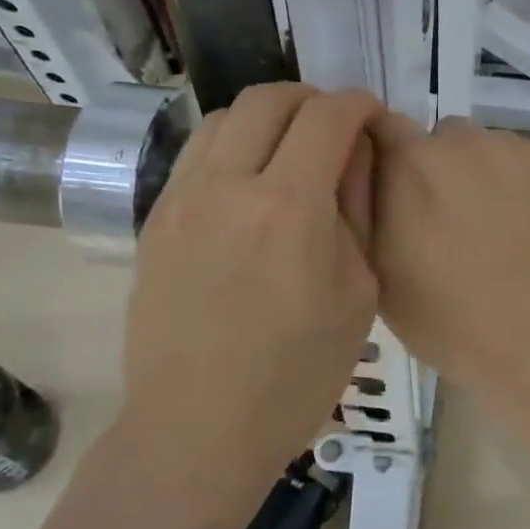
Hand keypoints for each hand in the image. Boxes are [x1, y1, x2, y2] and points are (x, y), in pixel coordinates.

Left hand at [119, 84, 380, 488]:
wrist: (198, 429)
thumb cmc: (297, 372)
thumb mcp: (358, 290)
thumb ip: (357, 207)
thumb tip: (357, 152)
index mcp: (289, 207)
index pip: (328, 116)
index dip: (359, 104)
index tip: (373, 118)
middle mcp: (228, 186)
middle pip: (270, 99)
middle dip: (313, 99)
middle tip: (336, 129)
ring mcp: (182, 199)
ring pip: (225, 117)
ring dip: (268, 118)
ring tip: (291, 151)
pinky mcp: (156, 220)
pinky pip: (197, 154)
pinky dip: (233, 145)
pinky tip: (251, 183)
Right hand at [369, 115, 529, 389]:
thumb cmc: (449, 318)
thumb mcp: (378, 271)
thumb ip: (364, 207)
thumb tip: (366, 168)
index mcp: (413, 161)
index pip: (387, 126)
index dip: (393, 155)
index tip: (403, 187)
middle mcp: (468, 139)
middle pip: (449, 140)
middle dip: (448, 170)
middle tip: (460, 222)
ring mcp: (524, 148)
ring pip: (499, 151)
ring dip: (497, 177)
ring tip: (512, 230)